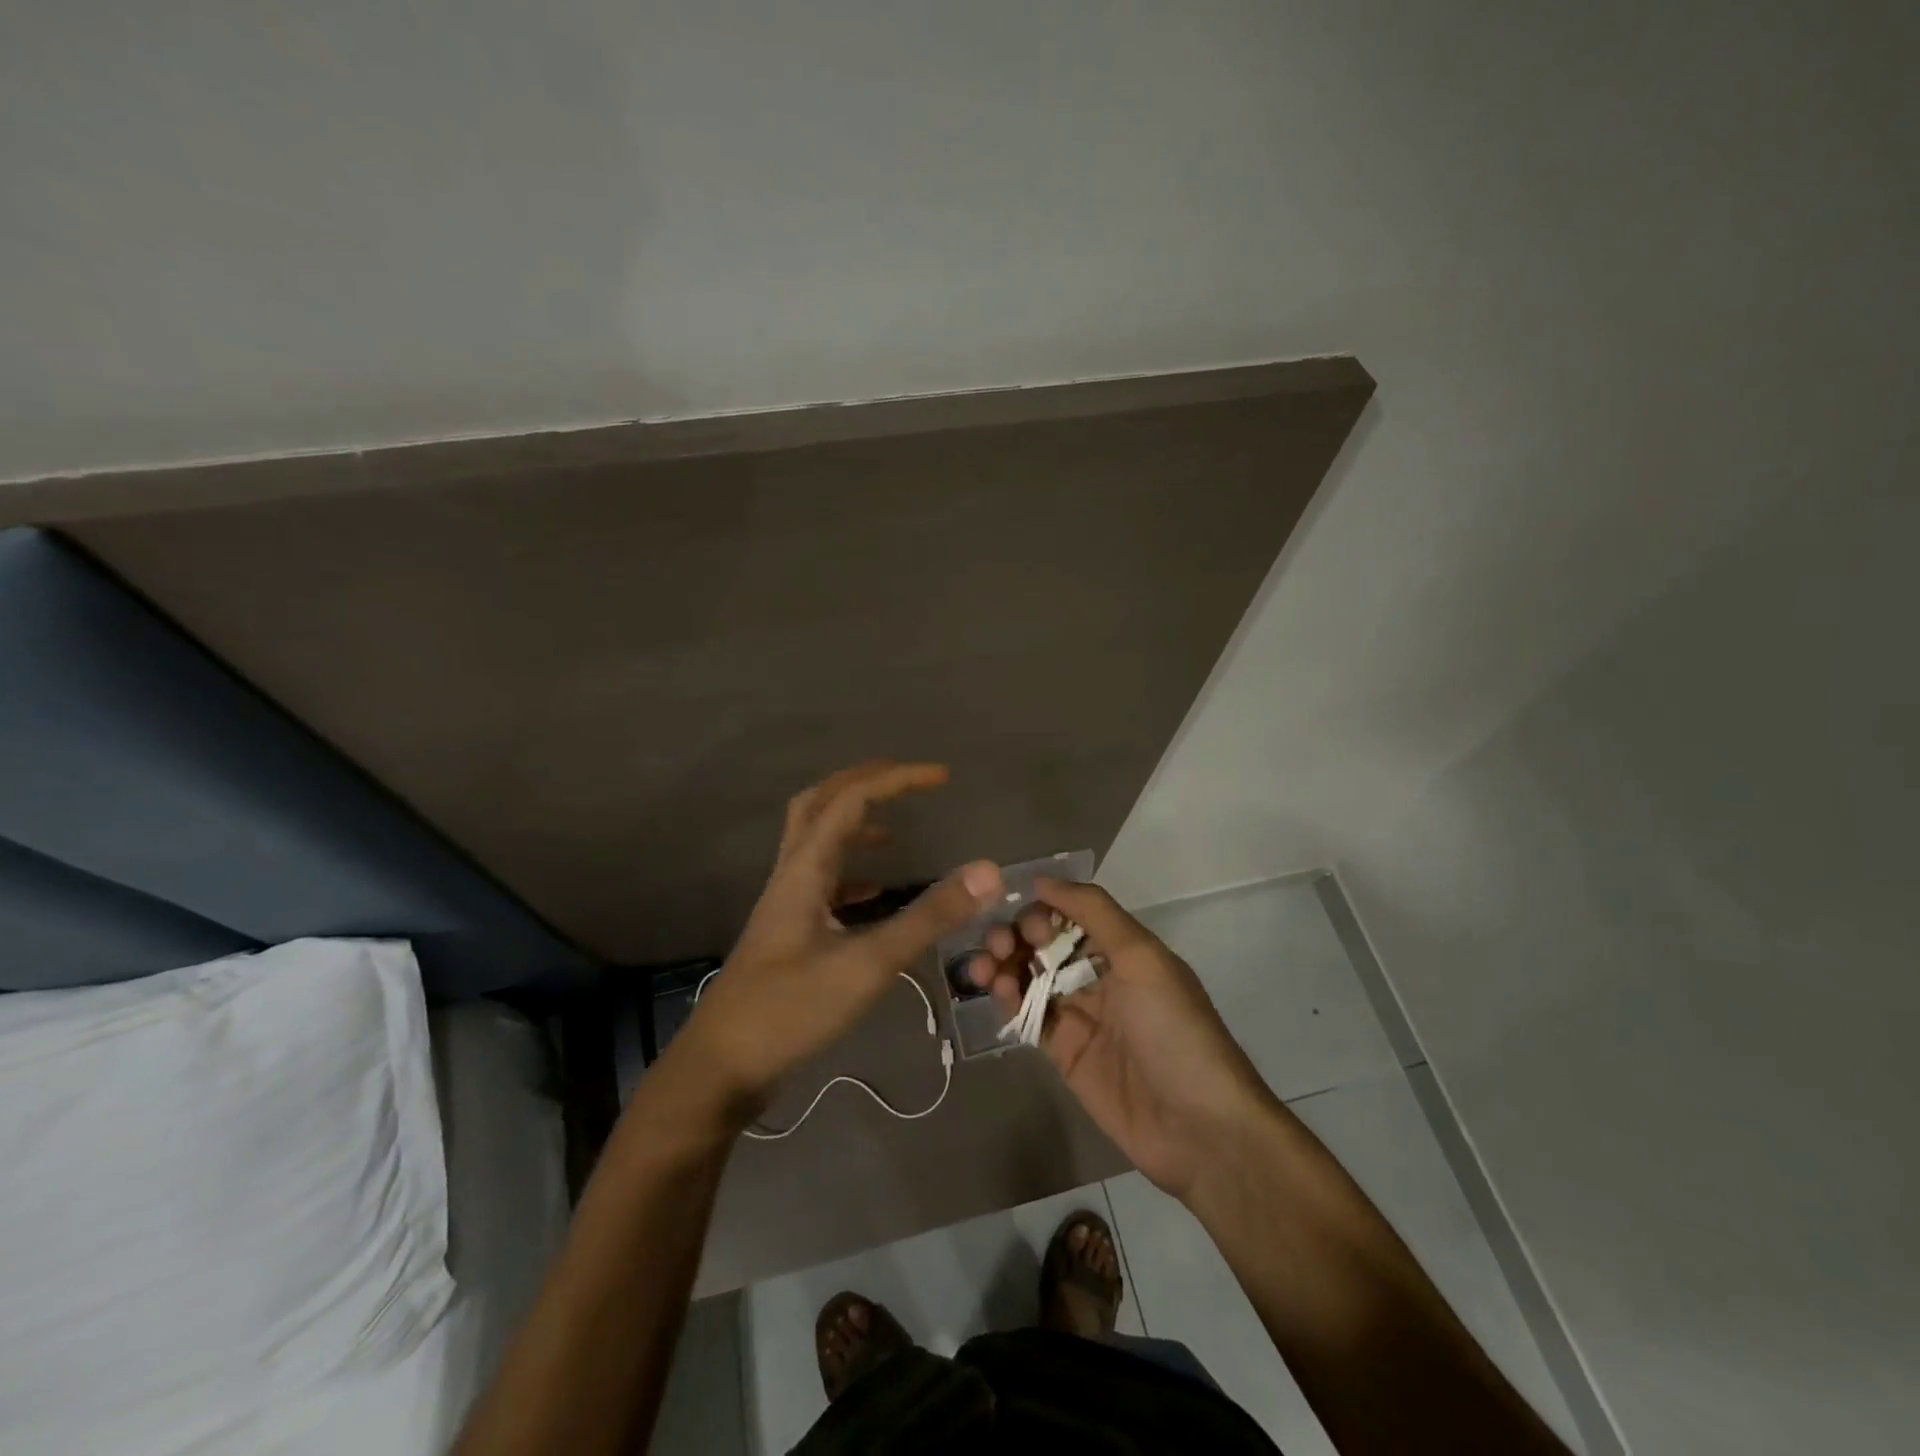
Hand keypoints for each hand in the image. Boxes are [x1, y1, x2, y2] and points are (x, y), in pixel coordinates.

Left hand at [677, 761, 1002, 1122]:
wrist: (721, 1068)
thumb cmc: (790, 1011)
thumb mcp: (867, 964)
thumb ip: (927, 917)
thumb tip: (987, 872)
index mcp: (805, 869)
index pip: (852, 800)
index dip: (898, 780)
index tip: (943, 777)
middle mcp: (791, 875)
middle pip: (819, 804)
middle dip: (863, 782)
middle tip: (906, 781)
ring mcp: (785, 904)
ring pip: (814, 841)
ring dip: (852, 823)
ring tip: (894, 831)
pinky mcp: (787, 933)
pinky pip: (820, 883)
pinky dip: (850, 873)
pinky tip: (873, 894)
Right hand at [968, 879, 1273, 1201]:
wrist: (1197, 1127)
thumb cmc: (1173, 1029)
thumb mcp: (1142, 957)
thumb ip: (1093, 912)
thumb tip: (1042, 880)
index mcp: (1125, 949)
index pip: (1073, 914)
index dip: (1045, 909)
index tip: (1021, 913)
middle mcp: (1101, 976)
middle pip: (1048, 944)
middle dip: (1018, 935)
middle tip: (999, 943)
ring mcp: (1080, 1015)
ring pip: (1031, 977)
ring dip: (1005, 964)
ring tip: (983, 967)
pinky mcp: (1063, 1052)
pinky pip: (1028, 1015)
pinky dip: (1008, 998)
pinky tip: (995, 991)